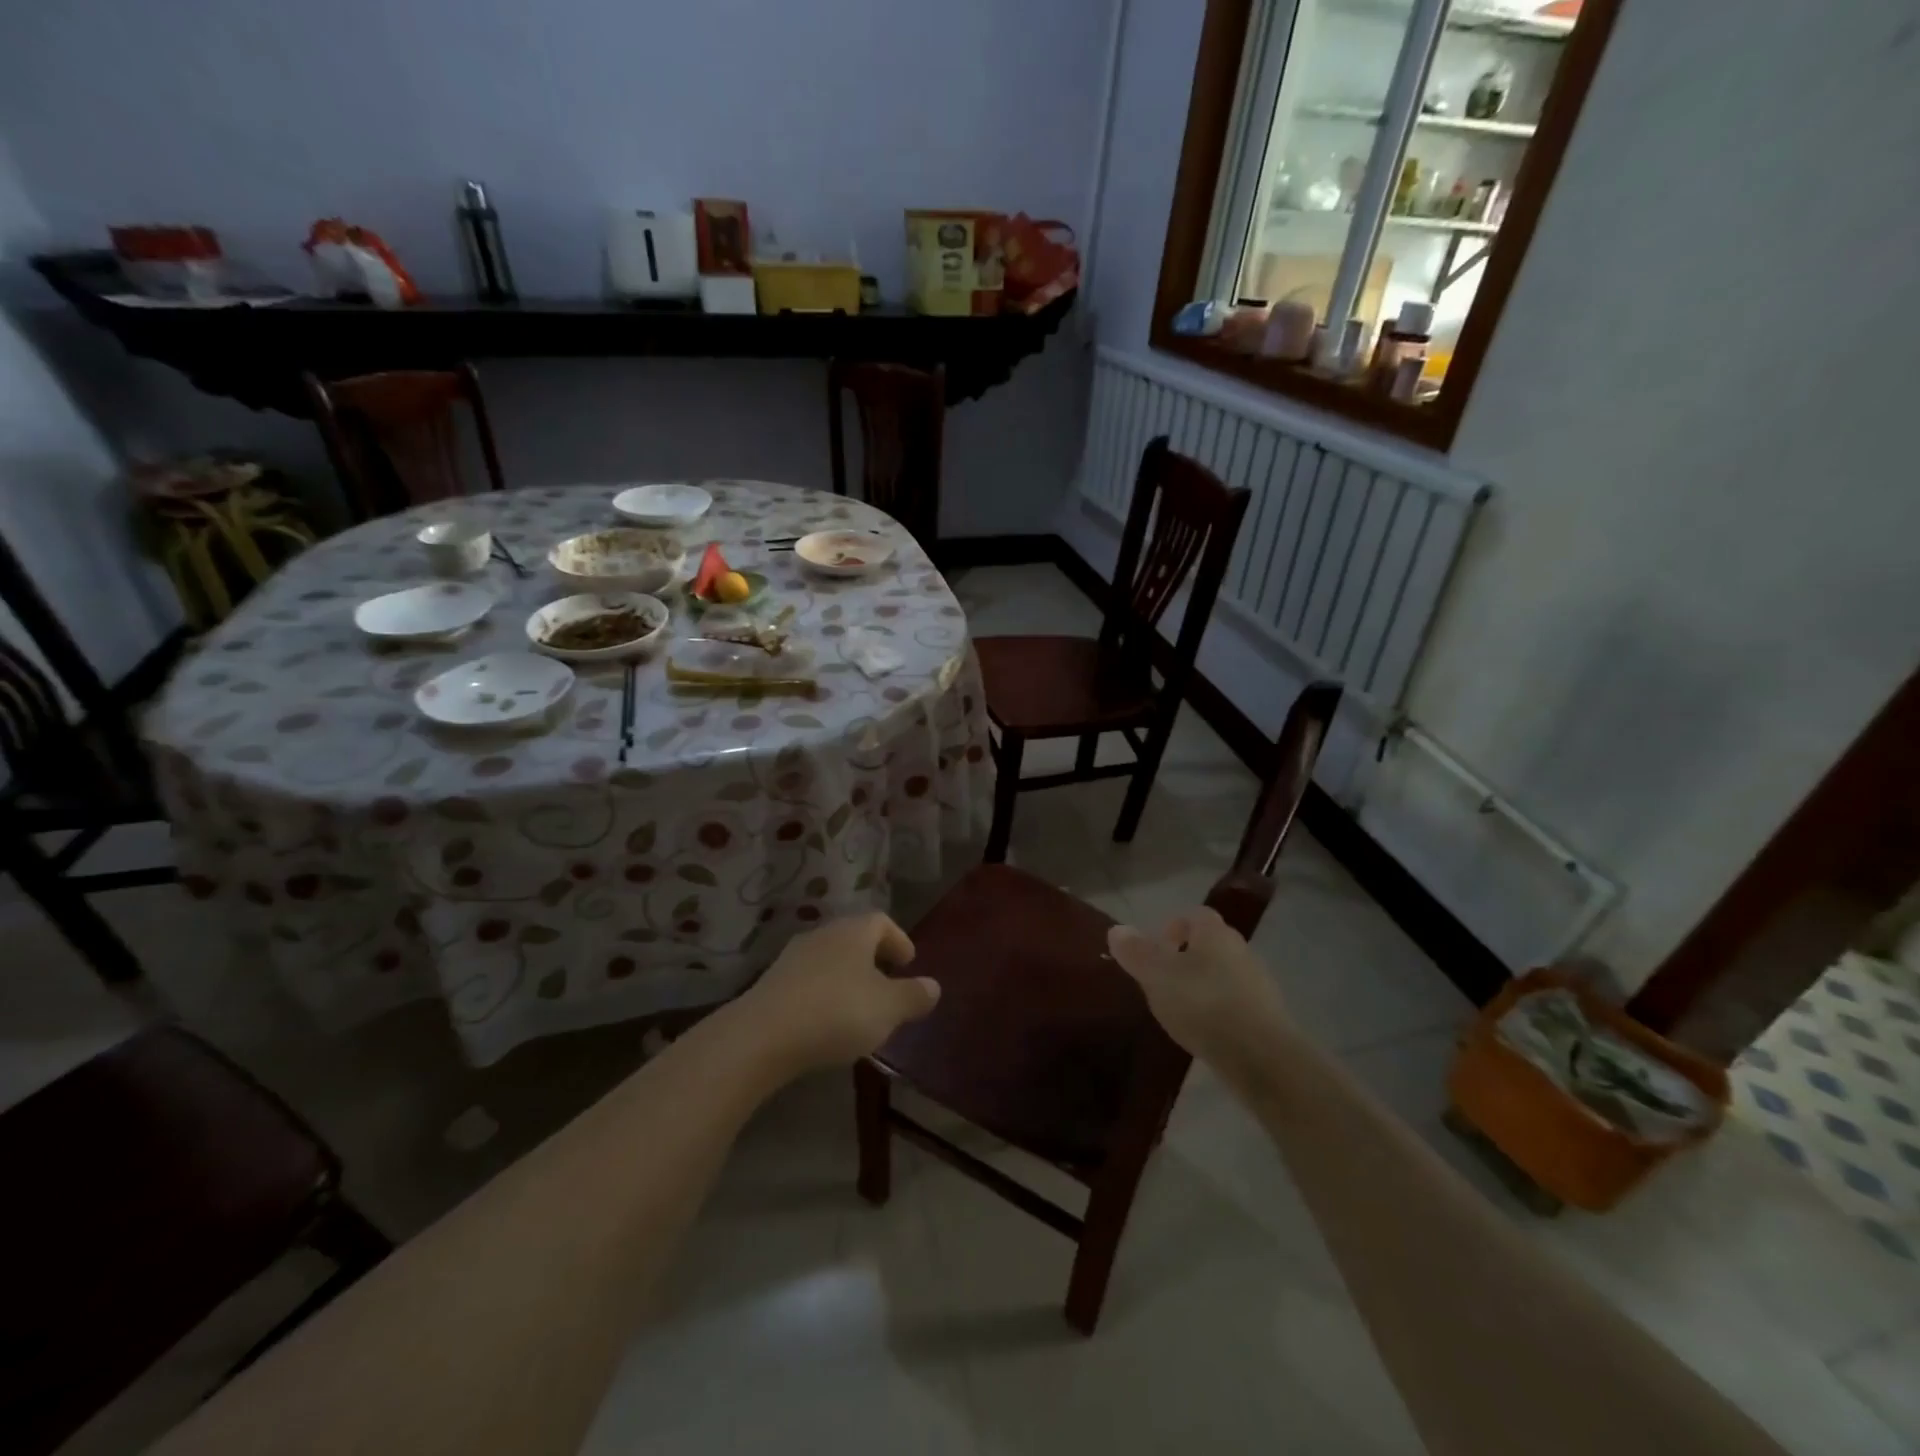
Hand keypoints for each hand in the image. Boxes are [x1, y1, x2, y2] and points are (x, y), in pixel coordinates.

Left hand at [739, 912, 939, 1072]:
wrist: (762, 1036)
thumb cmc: (837, 1012)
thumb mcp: (888, 1008)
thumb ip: (914, 996)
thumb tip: (934, 986)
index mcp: (854, 931)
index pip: (881, 921)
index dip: (899, 940)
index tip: (909, 962)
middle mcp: (823, 934)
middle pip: (854, 938)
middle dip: (873, 958)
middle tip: (888, 983)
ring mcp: (793, 957)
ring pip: (830, 959)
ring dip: (847, 977)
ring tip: (859, 1006)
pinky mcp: (771, 983)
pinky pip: (808, 980)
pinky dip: (824, 993)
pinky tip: (827, 1020)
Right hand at [1107, 907, 1289, 1079]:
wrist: (1261, 1057)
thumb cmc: (1202, 1004)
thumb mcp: (1156, 976)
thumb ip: (1135, 952)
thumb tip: (1116, 929)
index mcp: (1214, 932)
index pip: (1194, 915)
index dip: (1173, 928)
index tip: (1155, 952)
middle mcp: (1240, 949)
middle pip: (1209, 944)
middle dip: (1186, 958)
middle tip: (1161, 981)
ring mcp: (1258, 983)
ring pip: (1223, 974)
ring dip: (1202, 986)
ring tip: (1180, 1010)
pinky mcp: (1266, 1016)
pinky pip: (1235, 1002)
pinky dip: (1218, 1010)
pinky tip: (1204, 1032)